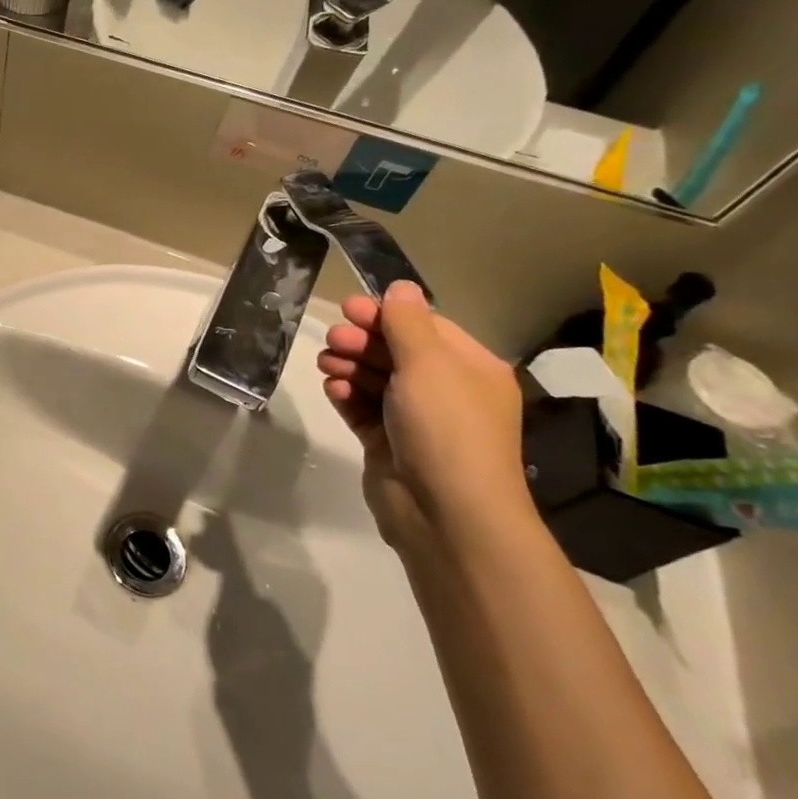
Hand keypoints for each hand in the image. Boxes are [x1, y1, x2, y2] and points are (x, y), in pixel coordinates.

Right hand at [316, 282, 531, 548]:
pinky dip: (347, 395)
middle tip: (333, 340)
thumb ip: (407, 322)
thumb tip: (401, 286)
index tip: (348, 308)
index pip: (425, 327)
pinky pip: (362, 408)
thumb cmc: (446, 428)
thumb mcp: (428, 364)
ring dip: (350, 366)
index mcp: (470, 369)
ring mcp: (415, 419)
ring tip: (327, 365)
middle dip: (362, 341)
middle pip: (396, 351)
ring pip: (375, 379)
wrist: (445, 512)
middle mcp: (446, 391)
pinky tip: (334, 389)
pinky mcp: (387, 443)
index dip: (386, 315)